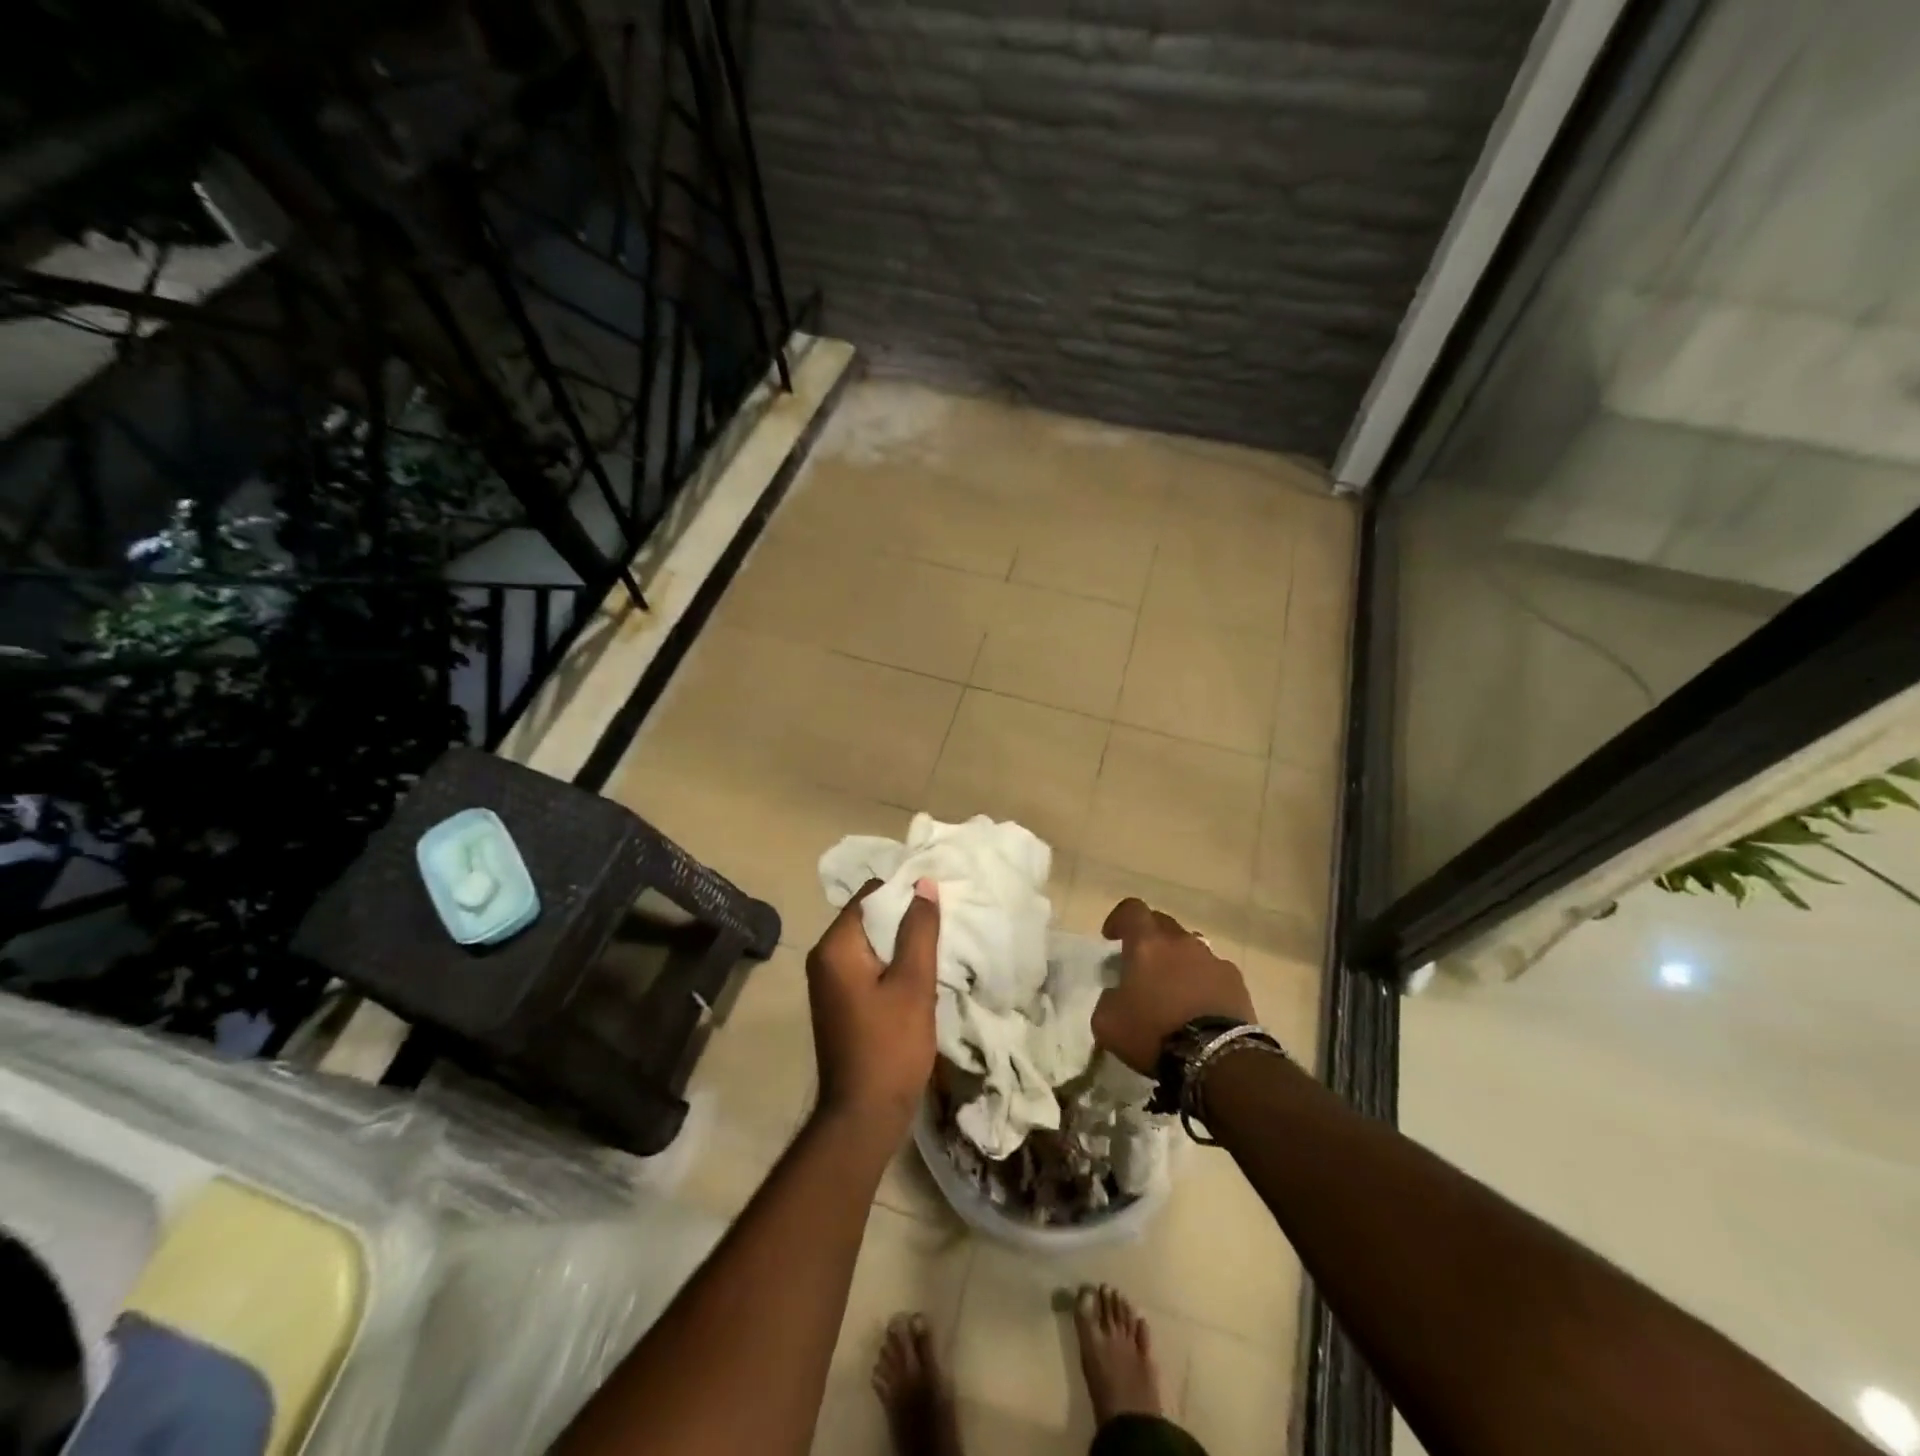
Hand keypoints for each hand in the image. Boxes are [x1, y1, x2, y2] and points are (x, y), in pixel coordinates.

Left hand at [806, 877, 940, 1142]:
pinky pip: (867, 965)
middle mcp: (824, 956)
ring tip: (937, 946)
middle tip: (943, 923)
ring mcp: (829, 981)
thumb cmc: (890, 1046)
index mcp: (835, 946)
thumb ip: (919, 930)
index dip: (905, 892)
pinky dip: (891, 963)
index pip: (870, 895)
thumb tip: (923, 884)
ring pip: (871, 942)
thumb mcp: (913, 983)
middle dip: (905, 917)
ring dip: (901, 942)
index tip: (938, 901)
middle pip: (869, 916)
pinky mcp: (839, 1000)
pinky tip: (919, 974)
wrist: (863, 1115)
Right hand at [1093, 897, 1255, 1073]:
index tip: (1112, 939)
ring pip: (1190, 946)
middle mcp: (1180, 942)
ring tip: (1173, 988)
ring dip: (1178, 959)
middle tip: (1142, 964)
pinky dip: (1203, 980)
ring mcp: (1212, 959)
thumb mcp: (1107, 1022)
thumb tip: (1117, 993)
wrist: (1216, 1059)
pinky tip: (1200, 1006)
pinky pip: (1213, 970)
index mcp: (1146, 944)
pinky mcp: (1235, 980)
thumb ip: (1107, 998)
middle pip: (1162, 923)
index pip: (1131, 910)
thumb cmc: (1154, 1033)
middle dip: (1149, 938)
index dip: (1119, 919)